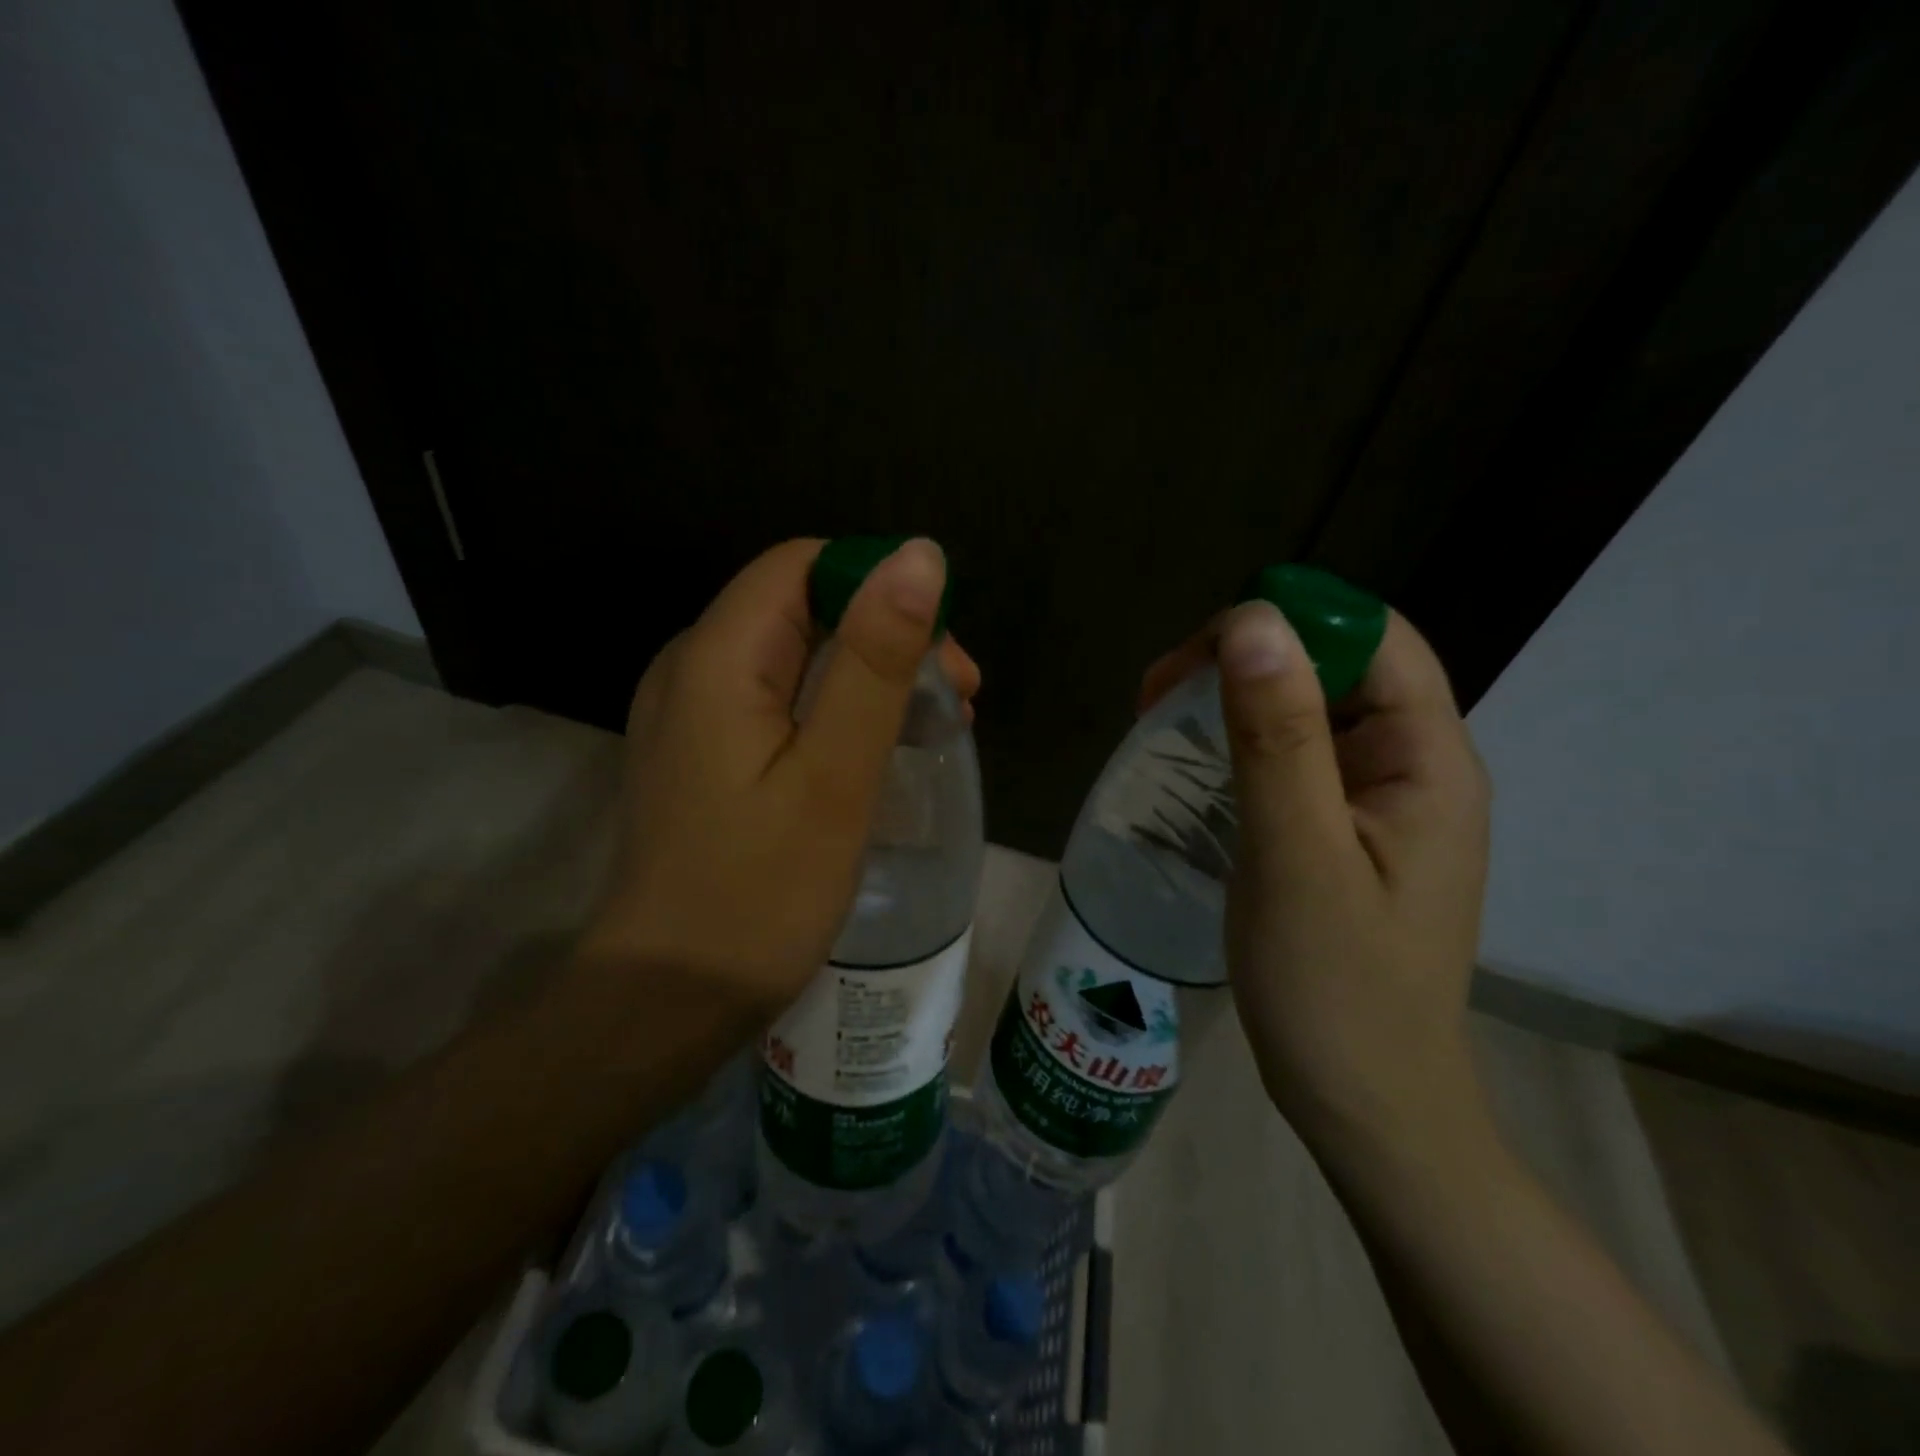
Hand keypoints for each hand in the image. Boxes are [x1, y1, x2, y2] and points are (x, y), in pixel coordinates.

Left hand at [578, 537, 979, 1018]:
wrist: (668, 999)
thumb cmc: (761, 892)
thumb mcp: (835, 773)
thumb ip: (875, 661)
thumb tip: (919, 555)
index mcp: (716, 657)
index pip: (805, 566)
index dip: (880, 588)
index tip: (943, 653)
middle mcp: (692, 667)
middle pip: (803, 609)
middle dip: (887, 638)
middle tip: (958, 702)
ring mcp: (693, 714)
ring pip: (796, 657)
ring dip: (870, 678)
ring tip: (937, 729)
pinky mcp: (704, 754)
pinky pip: (778, 702)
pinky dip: (837, 712)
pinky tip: (879, 753)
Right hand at [1142, 601, 1490, 1160]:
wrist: (1364, 1103)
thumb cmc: (1334, 990)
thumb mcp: (1297, 856)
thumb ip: (1278, 736)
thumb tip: (1253, 621)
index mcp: (1429, 761)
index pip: (1371, 637)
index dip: (1288, 621)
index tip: (1196, 657)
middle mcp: (1414, 766)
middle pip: (1337, 665)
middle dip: (1246, 658)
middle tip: (1156, 696)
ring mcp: (1379, 800)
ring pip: (1309, 708)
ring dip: (1234, 698)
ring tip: (1158, 719)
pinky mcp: (1343, 829)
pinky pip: (1294, 756)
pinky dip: (1239, 741)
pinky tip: (1192, 763)